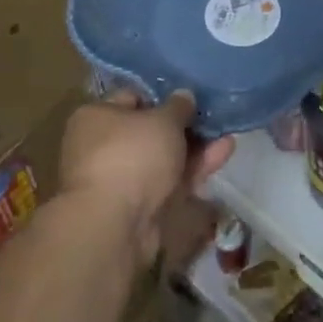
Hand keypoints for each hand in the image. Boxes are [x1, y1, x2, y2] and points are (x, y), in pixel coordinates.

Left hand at [59, 89, 233, 268]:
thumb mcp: (163, 120)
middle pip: (149, 131)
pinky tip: (223, 153)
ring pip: (162, 158)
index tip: (190, 96)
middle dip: (183, 126)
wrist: (115, 226)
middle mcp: (101, 146)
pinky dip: (193, 169)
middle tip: (213, 117)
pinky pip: (168, 180)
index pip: (132, 97)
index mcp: (96, 117)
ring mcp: (120, 179)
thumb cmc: (133, 155)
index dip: (163, 95)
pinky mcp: (137, 206)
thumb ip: (179, 106)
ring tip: (227, 134)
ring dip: (194, 147)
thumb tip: (184, 96)